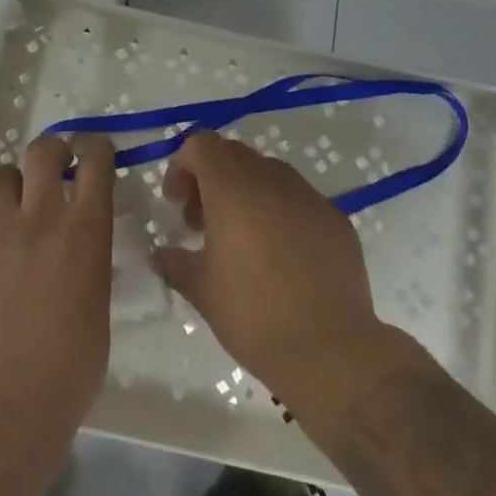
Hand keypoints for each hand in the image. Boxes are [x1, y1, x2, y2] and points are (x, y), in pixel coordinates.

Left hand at [0, 134, 115, 433]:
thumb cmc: (68, 369)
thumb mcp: (96, 308)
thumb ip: (87, 269)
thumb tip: (78, 262)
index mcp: (84, 229)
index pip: (96, 161)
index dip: (96, 150)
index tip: (95, 154)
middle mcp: (40, 216)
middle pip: (43, 150)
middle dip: (51, 150)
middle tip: (54, 166)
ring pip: (1, 178)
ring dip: (12, 188)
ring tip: (13, 214)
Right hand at [152, 131, 383, 403]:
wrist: (332, 351)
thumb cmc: (254, 315)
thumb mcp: (201, 291)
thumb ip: (175, 263)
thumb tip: (159, 254)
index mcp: (233, 188)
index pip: (202, 144)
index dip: (182, 166)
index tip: (176, 204)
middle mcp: (272, 179)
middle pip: (234, 154)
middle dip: (211, 179)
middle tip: (202, 223)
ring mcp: (309, 197)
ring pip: (269, 174)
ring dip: (247, 193)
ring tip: (242, 240)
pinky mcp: (336, 220)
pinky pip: (299, 200)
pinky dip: (281, 213)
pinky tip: (282, 257)